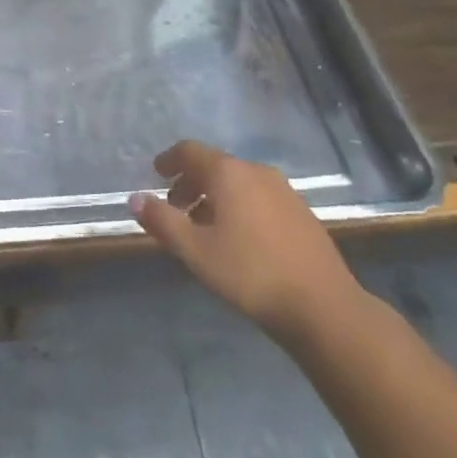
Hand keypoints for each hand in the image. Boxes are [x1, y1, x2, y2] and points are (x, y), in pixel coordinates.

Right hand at [132, 140, 366, 335]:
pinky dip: (238, 205)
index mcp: (229, 173)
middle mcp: (256, 171)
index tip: (156, 173)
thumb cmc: (250, 273)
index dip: (169, 160)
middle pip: (215, 165)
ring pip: (238, 182)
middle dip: (190, 182)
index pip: (190, 151)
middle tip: (174, 208)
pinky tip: (237, 238)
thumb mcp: (195, 250)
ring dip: (214, 196)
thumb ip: (162, 221)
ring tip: (202, 227)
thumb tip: (134, 198)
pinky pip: (258, 196)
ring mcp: (283, 190)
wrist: (322, 306)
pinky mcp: (300, 212)